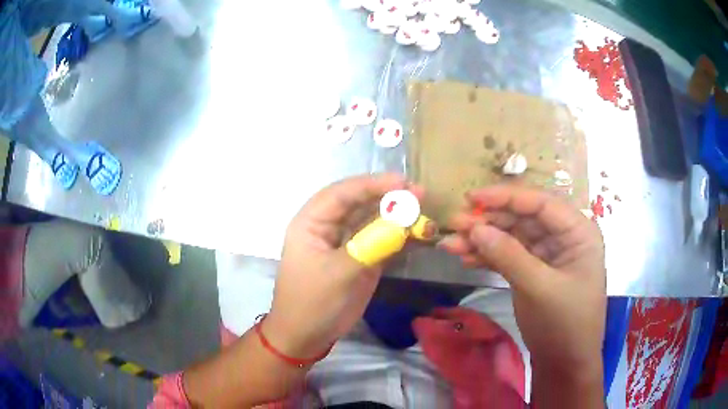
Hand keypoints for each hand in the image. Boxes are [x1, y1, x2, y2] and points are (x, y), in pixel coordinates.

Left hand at [265, 173, 414, 358]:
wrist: (307, 336)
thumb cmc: (313, 303)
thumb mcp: (338, 274)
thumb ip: (371, 246)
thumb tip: (403, 224)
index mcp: (312, 222)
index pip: (342, 193)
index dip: (372, 184)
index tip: (402, 183)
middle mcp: (329, 226)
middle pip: (360, 202)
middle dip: (389, 197)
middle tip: (419, 194)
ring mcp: (347, 242)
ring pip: (373, 220)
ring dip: (398, 216)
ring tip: (424, 211)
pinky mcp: (361, 258)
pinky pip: (381, 240)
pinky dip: (400, 236)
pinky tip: (419, 234)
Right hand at [440, 186, 605, 373]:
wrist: (565, 364)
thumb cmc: (565, 324)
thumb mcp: (539, 288)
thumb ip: (509, 255)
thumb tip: (475, 228)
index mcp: (577, 232)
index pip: (541, 203)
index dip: (506, 197)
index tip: (472, 198)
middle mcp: (563, 238)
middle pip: (522, 219)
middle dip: (488, 221)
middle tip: (454, 224)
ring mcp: (547, 256)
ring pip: (512, 238)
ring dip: (482, 240)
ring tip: (450, 244)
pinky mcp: (533, 272)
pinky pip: (509, 257)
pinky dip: (488, 257)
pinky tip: (466, 259)